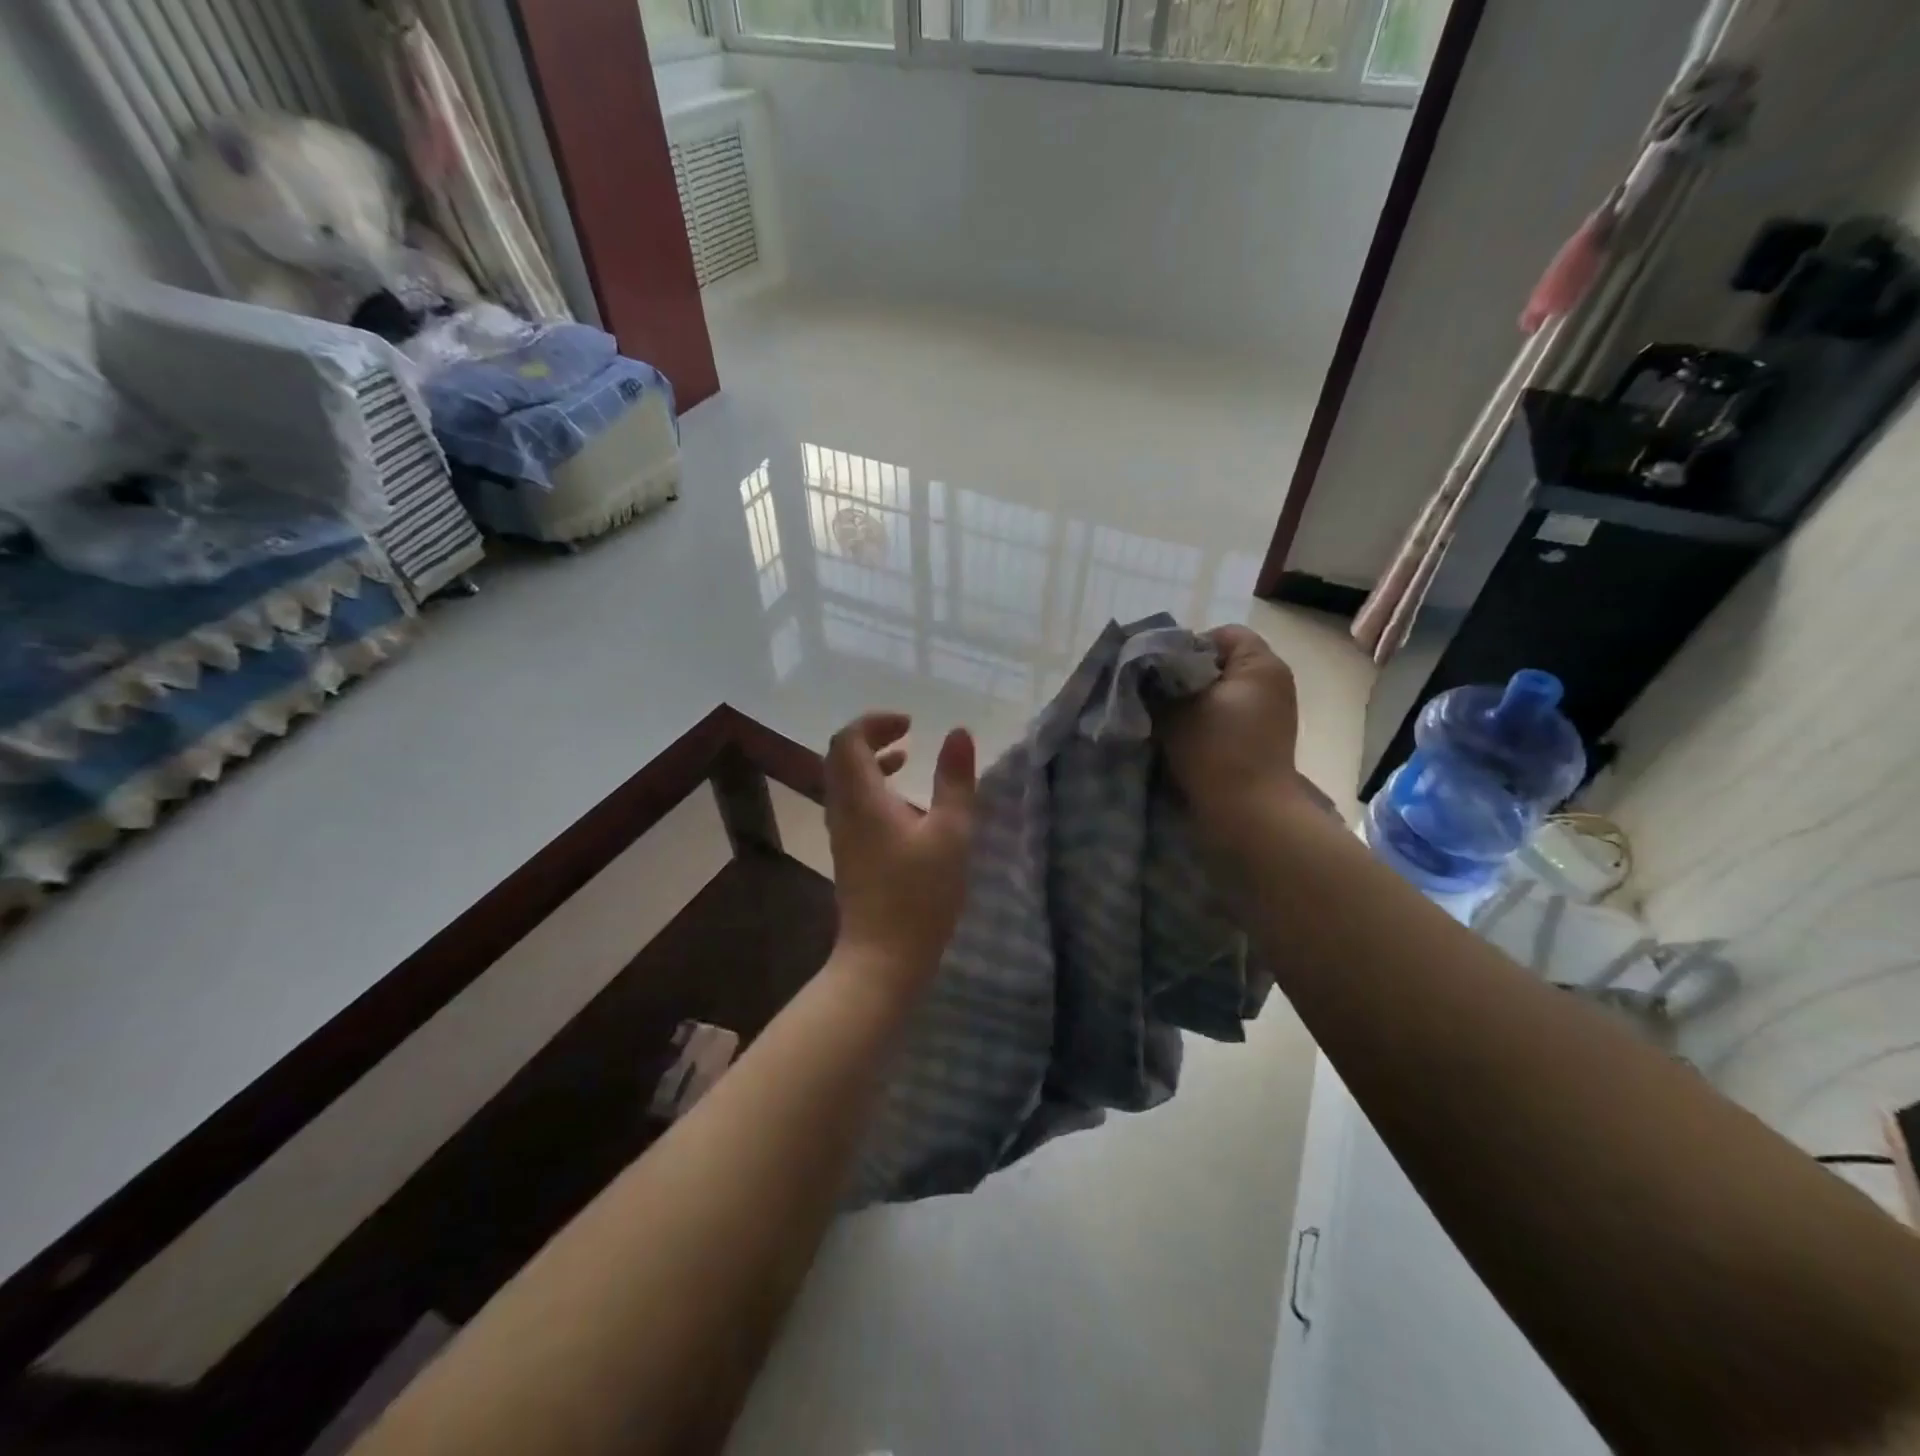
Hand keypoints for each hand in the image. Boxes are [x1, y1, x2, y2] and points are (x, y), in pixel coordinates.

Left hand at [824, 712, 977, 982]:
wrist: (882, 959)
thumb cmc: (919, 895)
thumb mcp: (950, 833)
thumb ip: (955, 780)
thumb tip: (958, 733)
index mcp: (861, 798)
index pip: (848, 740)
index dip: (875, 722)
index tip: (911, 724)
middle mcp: (842, 810)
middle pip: (841, 757)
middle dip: (872, 738)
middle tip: (907, 735)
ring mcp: (841, 835)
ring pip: (845, 782)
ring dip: (872, 763)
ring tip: (907, 760)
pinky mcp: (848, 855)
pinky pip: (851, 805)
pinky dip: (873, 789)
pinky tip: (905, 807)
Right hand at [1162, 625, 1302, 834]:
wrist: (1249, 813)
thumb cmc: (1215, 751)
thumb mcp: (1174, 710)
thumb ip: (1156, 684)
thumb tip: (1144, 673)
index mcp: (1260, 663)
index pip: (1221, 635)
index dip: (1186, 646)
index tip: (1160, 672)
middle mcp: (1274, 682)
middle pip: (1222, 664)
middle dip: (1188, 677)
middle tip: (1158, 695)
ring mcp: (1274, 713)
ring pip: (1224, 693)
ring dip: (1197, 703)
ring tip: (1168, 720)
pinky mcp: (1266, 740)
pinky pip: (1231, 718)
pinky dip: (1210, 723)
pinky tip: (1186, 739)